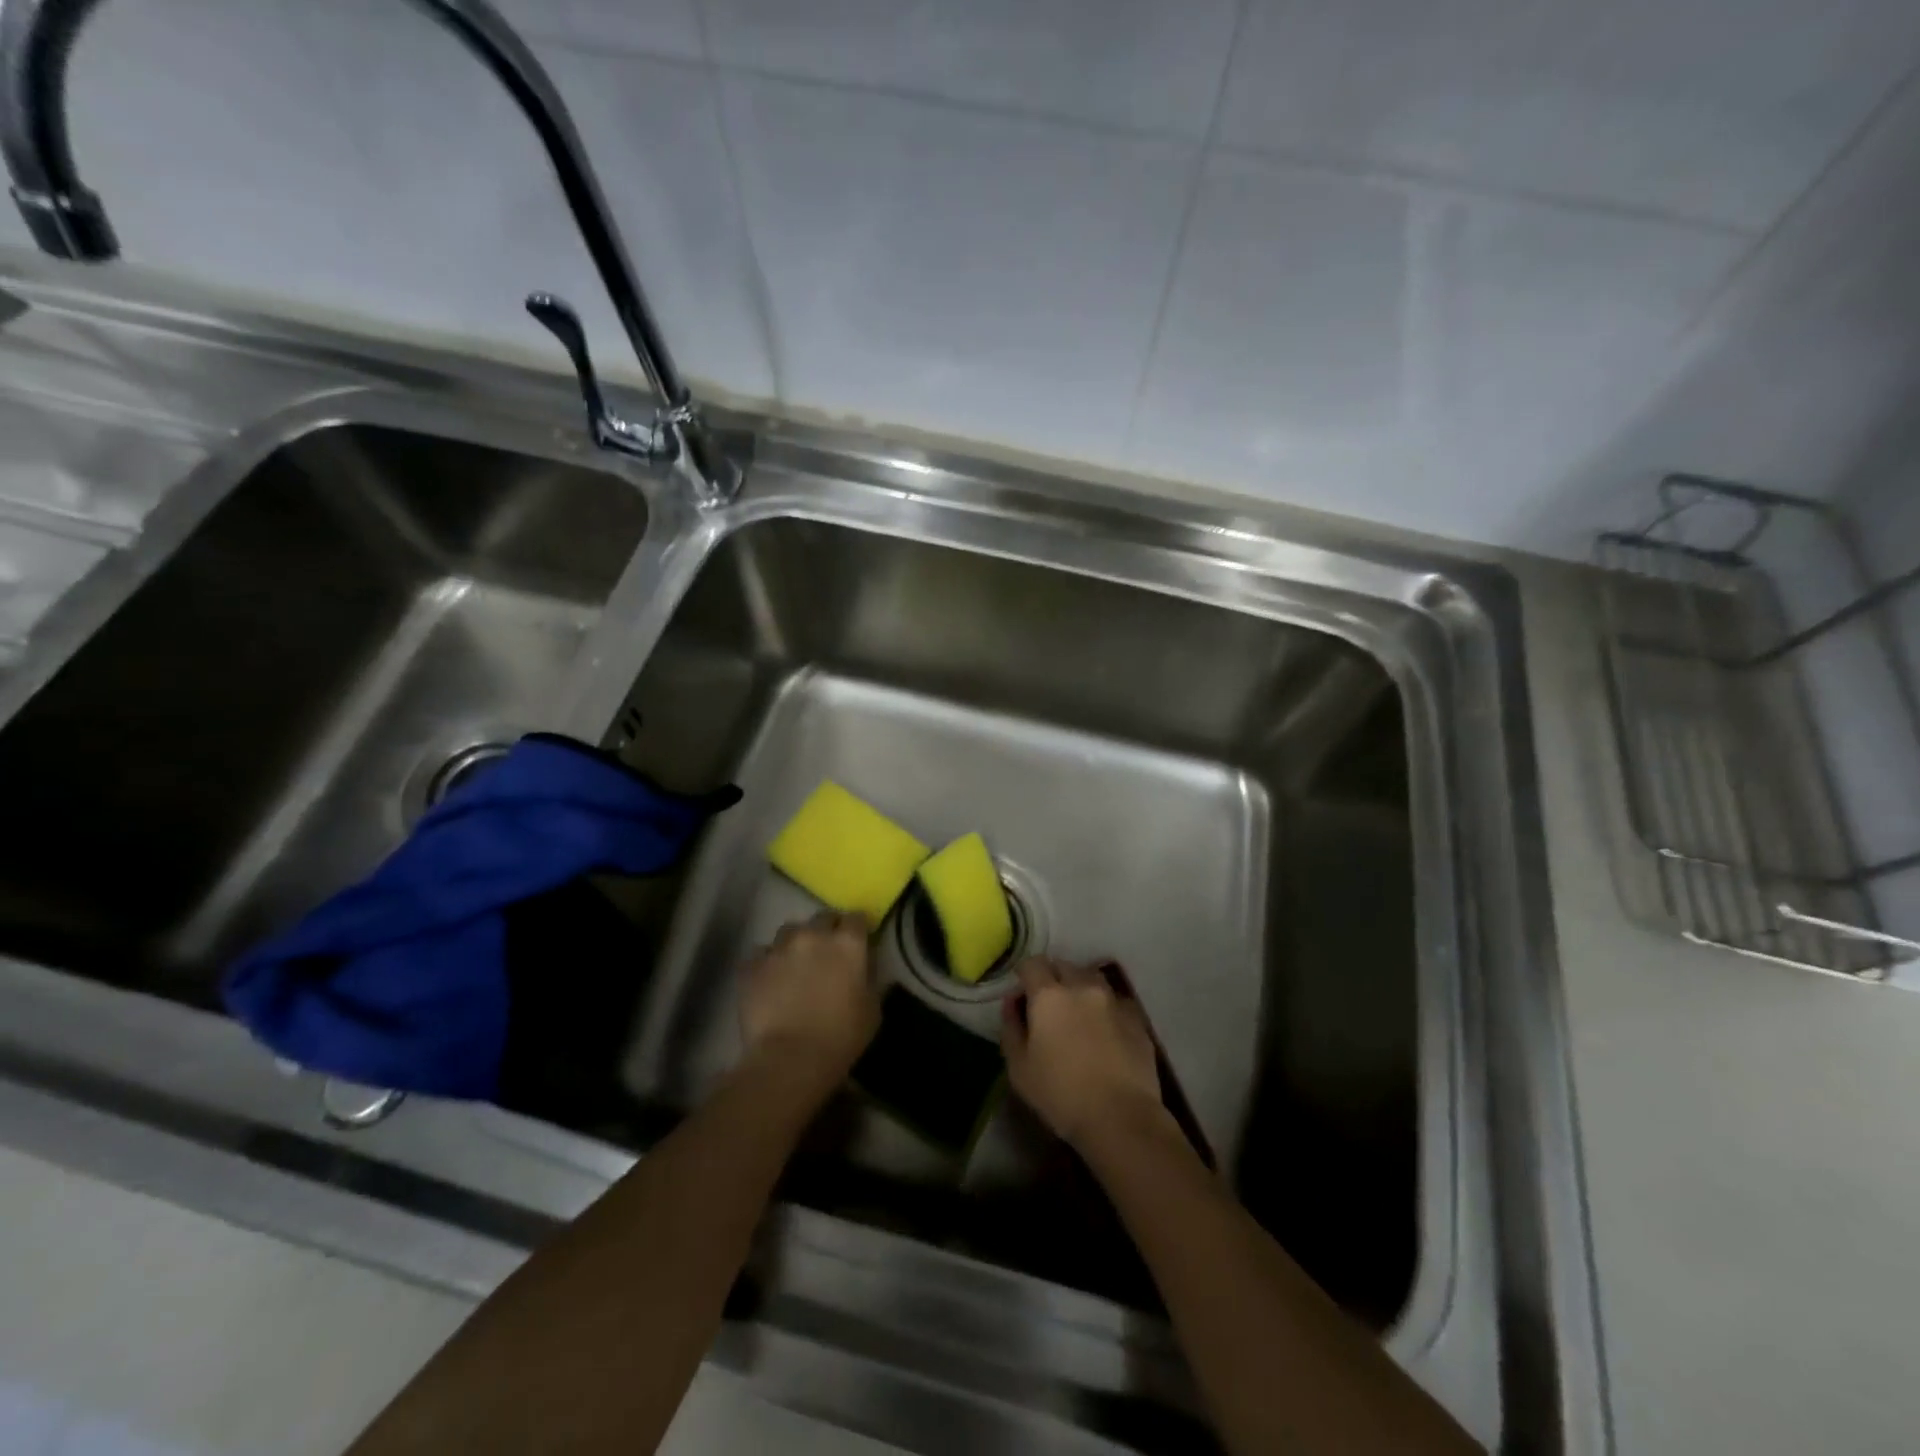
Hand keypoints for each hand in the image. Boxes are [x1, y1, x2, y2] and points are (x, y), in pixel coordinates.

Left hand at [740, 912, 879, 1089]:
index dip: (857, 929)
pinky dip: (767, 963)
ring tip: (794, 964)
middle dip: (826, 930)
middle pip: (822, 917)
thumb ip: (868, 979)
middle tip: (826, 953)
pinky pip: (761, 954)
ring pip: (789, 931)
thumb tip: (862, 970)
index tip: (857, 942)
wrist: (790, 1059)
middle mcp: (814, 935)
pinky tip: (769, 981)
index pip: (856, 918)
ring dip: (795, 943)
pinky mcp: (752, 965)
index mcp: (848, 943)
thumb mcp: (872, 1009)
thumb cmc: (841, 1037)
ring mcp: (780, 947)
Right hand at [1000, 957, 1169, 1149]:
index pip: (1032, 964)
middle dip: (1052, 978)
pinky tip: (1103, 1032)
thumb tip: (1012, 1003)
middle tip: (1047, 1006)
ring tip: (1077, 1015)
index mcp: (1049, 995)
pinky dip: (1104, 1008)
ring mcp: (1113, 1000)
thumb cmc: (1061, 1095)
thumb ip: (1011, 1028)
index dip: (1024, 974)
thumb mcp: (1019, 1068)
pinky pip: (1115, 1001)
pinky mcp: (1137, 1019)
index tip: (1022, 995)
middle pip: (1063, 966)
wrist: (1121, 1118)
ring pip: (1092, 979)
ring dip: (1080, 989)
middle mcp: (1082, 987)